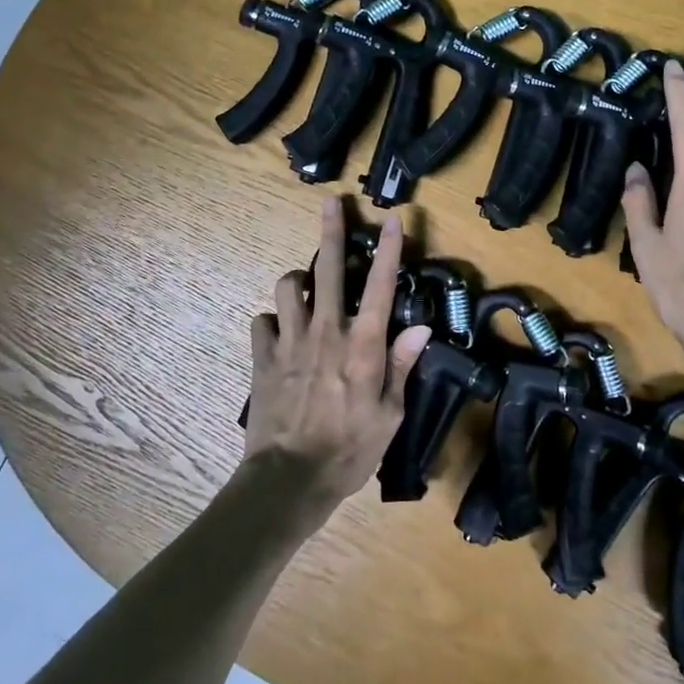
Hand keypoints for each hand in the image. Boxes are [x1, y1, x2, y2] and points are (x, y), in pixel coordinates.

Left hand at [245, 199, 431, 524]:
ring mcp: (289, 342)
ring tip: (307, 287)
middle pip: (326, 268)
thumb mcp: (389, 416)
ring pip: (287, 285)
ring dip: (298, 280)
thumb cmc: (349, 451)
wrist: (289, 479)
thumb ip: (402, 366)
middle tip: (331, 203)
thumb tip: (421, 329)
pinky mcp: (262, 357)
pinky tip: (280, 332)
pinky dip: (272, 320)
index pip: (380, 286)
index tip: (394, 219)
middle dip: (330, 231)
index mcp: (362, 345)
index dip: (389, 249)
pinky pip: (262, 321)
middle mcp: (325, 331)